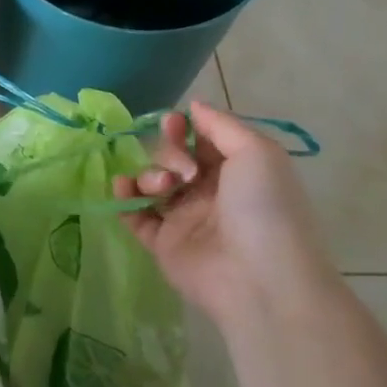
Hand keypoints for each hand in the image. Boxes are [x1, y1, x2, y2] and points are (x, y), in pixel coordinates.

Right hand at [114, 102, 337, 332]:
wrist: (261, 279)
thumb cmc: (264, 208)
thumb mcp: (257, 152)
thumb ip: (221, 124)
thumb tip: (192, 107)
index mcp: (236, 172)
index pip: (200, 140)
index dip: (184, 128)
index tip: (173, 123)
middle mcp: (209, 193)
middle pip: (172, 158)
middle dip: (168, 152)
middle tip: (183, 170)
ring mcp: (185, 219)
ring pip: (152, 182)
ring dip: (149, 174)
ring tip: (162, 189)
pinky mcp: (163, 244)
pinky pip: (134, 214)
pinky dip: (124, 198)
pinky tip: (122, 188)